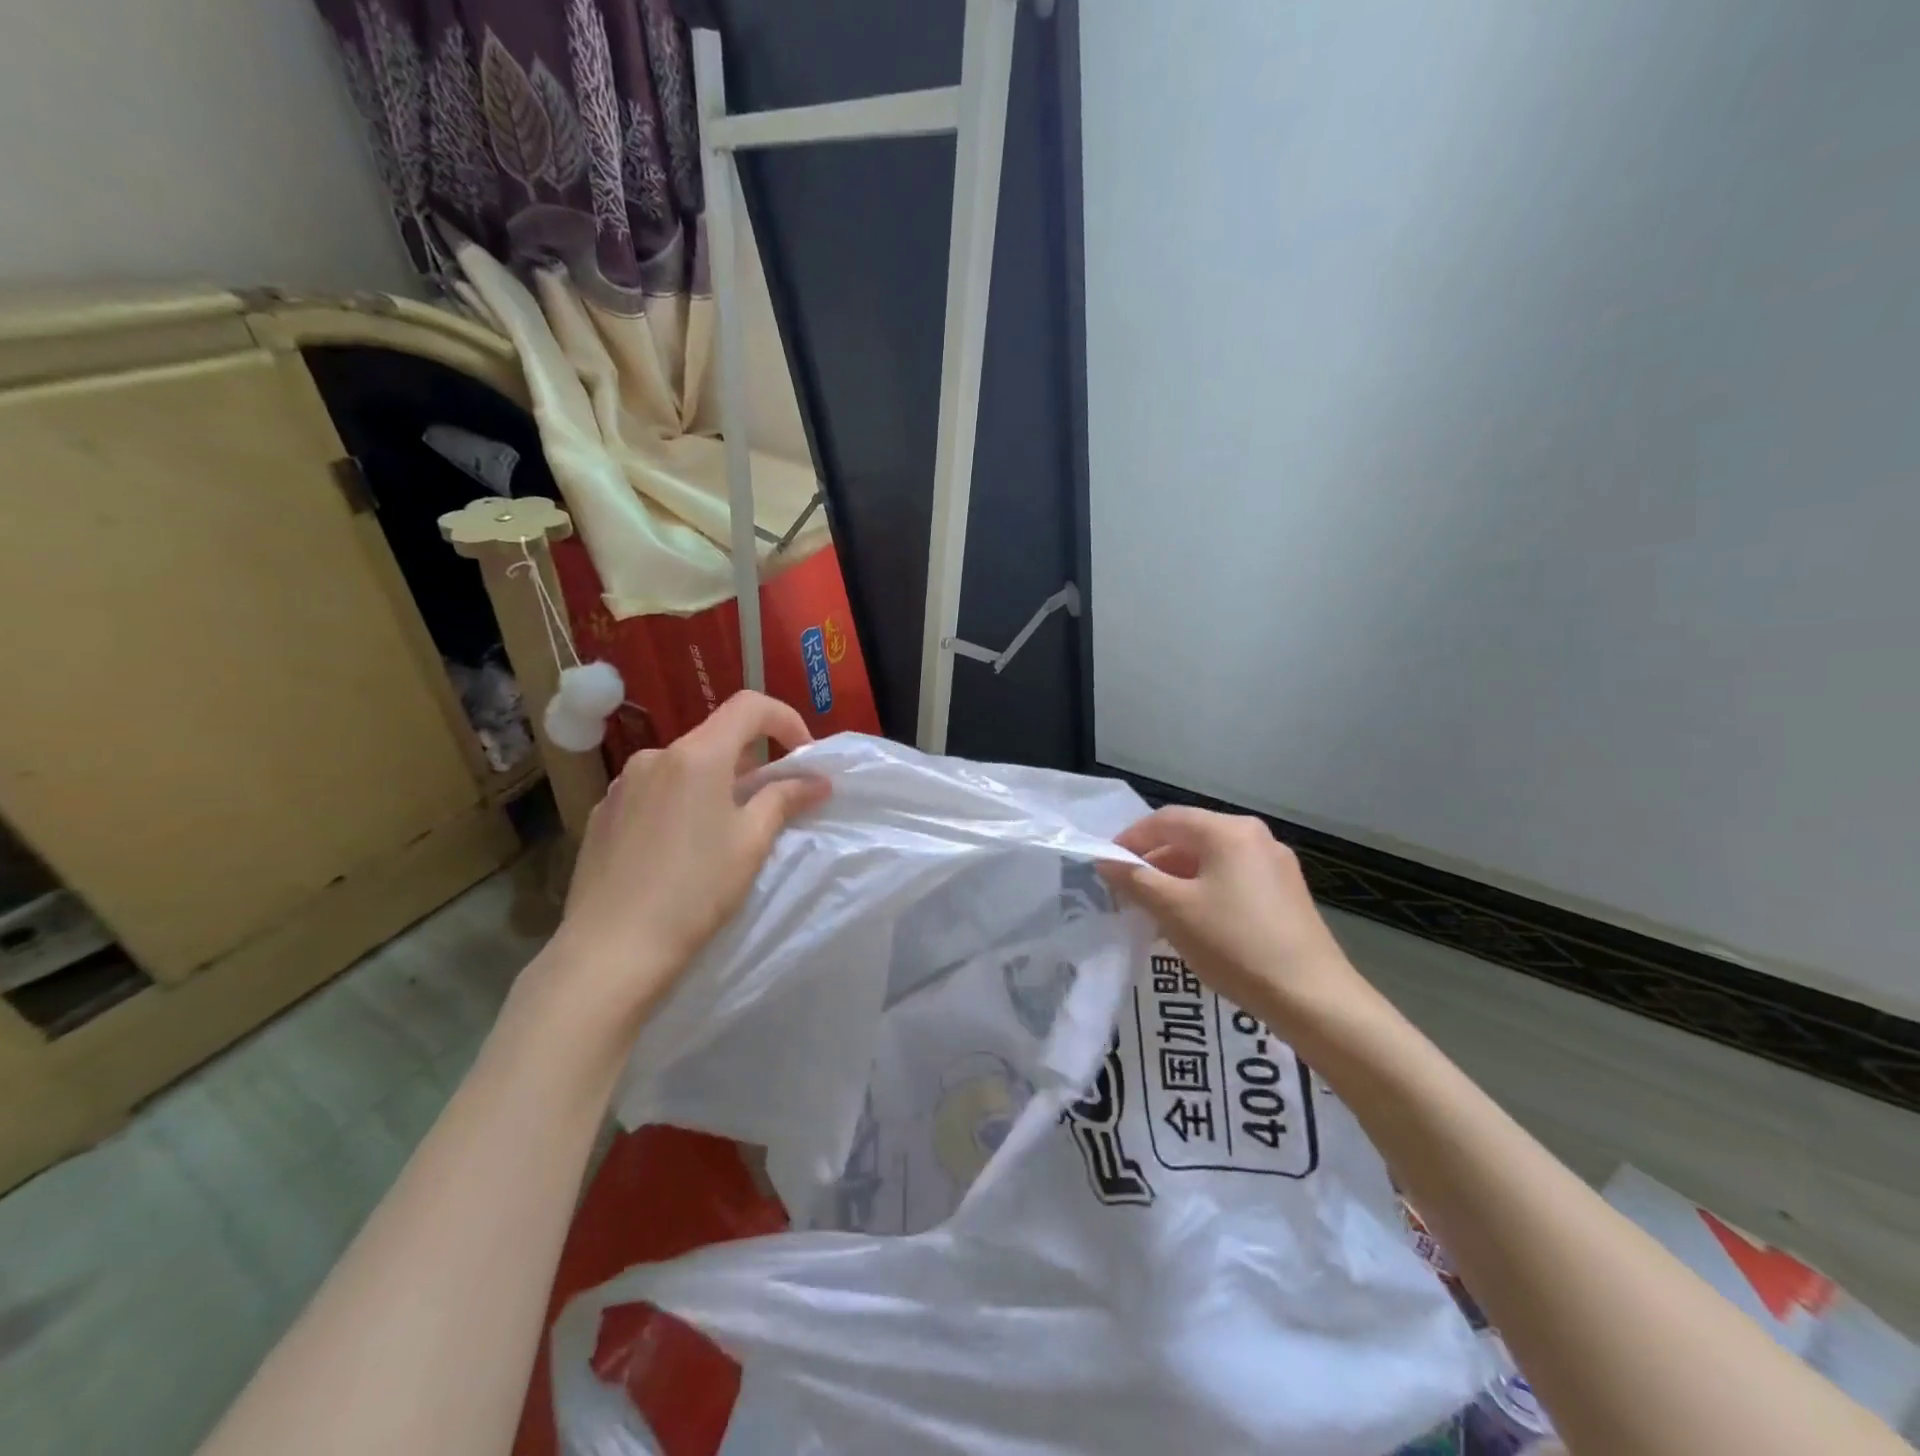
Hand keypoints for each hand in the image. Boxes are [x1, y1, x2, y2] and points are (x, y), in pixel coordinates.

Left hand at [543, 691, 830, 1030]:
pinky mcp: (603, 813)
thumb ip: (785, 798)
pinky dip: (680, 802)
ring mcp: (622, 784)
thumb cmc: (695, 891)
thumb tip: (816, 780)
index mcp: (696, 755)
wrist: (611, 949)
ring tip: (725, 829)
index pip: (750, 706)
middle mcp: (655, 756)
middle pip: (716, 737)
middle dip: (752, 760)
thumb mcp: (751, 842)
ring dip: (714, 782)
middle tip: (771, 801)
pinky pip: (654, 791)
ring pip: (683, 766)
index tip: (803, 757)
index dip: (785, 720)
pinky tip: (681, 848)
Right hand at [1098, 807, 1366, 1027]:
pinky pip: (1233, 878)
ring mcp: (1276, 864)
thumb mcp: (1174, 910)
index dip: (1131, 839)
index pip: (1166, 820)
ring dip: (1177, 878)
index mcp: (1228, 831)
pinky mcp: (1287, 892)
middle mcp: (1255, 836)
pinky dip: (1205, 890)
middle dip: (1154, 861)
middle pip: (1191, 837)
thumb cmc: (1234, 944)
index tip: (1107, 864)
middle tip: (1127, 890)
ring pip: (1212, 860)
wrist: (1312, 997)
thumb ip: (1135, 879)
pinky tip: (1193, 922)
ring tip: (1155, 909)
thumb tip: (1106, 861)